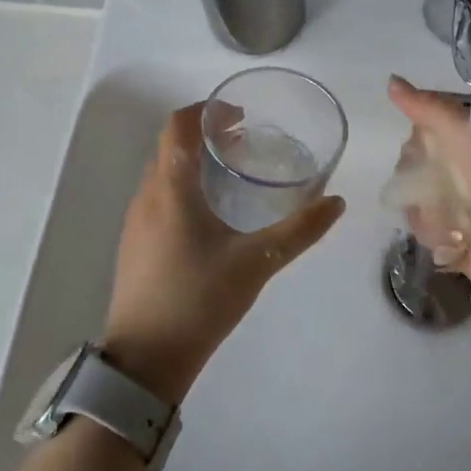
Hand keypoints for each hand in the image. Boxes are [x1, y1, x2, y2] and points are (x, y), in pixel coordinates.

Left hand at [103, 103, 344, 403]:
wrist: (146, 360)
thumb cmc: (200, 300)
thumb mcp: (257, 263)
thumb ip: (300, 230)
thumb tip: (336, 203)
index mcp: (171, 189)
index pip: (177, 126)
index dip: (206, 111)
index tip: (240, 115)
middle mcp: (146, 197)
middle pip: (170, 146)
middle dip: (205, 135)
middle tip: (244, 142)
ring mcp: (135, 222)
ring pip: (163, 173)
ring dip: (193, 162)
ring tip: (232, 174)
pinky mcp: (134, 245)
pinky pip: (158, 197)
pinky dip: (183, 187)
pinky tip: (211, 215)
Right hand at [386, 76, 470, 292]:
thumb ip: (431, 109)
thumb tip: (391, 80)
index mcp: (470, 145)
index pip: (423, 133)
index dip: (417, 139)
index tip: (422, 145)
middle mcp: (461, 175)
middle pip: (413, 168)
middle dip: (418, 176)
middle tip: (439, 183)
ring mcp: (455, 210)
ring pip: (414, 201)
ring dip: (428, 209)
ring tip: (454, 216)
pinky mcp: (453, 243)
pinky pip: (424, 233)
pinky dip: (437, 234)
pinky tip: (457, 236)